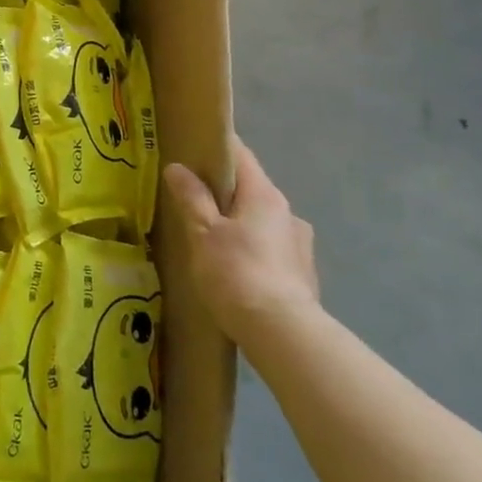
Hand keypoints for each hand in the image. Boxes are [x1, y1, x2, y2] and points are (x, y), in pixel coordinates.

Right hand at [164, 139, 318, 344]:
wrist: (281, 332)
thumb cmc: (236, 273)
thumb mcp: (202, 232)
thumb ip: (191, 197)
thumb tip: (178, 167)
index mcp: (264, 195)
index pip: (241, 155)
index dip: (216, 149)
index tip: (192, 150)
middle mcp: (288, 212)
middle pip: (251, 189)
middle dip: (224, 192)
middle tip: (192, 202)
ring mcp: (300, 244)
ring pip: (262, 222)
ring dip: (240, 224)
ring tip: (213, 243)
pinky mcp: (303, 273)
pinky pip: (271, 250)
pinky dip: (253, 251)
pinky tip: (236, 272)